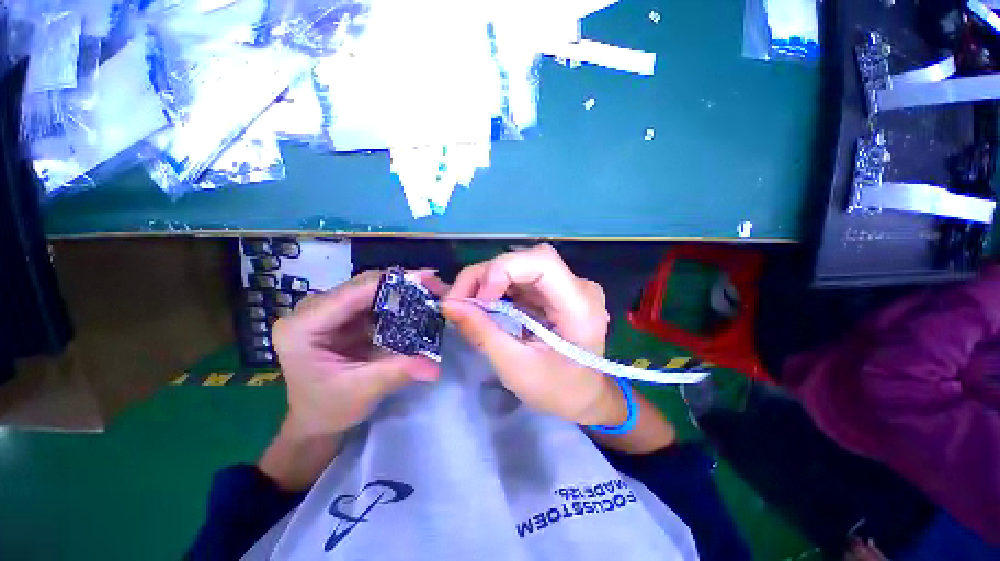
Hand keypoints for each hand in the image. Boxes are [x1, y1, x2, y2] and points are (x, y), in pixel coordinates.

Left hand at [272, 270, 443, 436]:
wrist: (314, 422)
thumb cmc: (326, 410)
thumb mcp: (362, 392)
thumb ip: (398, 373)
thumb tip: (435, 366)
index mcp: (303, 326)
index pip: (353, 292)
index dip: (394, 281)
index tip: (429, 277)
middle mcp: (311, 310)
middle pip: (363, 285)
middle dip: (403, 284)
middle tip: (435, 287)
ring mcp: (327, 311)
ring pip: (371, 289)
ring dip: (402, 291)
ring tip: (430, 294)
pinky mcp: (342, 316)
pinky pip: (373, 301)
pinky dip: (397, 303)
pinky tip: (416, 306)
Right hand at [441, 245, 625, 426]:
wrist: (586, 397)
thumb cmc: (559, 391)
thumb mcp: (516, 368)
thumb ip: (482, 333)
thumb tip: (449, 305)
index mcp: (580, 307)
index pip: (542, 262)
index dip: (503, 269)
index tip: (477, 298)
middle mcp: (578, 287)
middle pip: (526, 259)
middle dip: (487, 275)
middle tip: (459, 300)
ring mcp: (568, 286)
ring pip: (520, 265)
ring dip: (488, 280)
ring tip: (467, 304)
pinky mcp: (556, 290)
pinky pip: (522, 278)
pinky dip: (498, 287)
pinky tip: (485, 304)